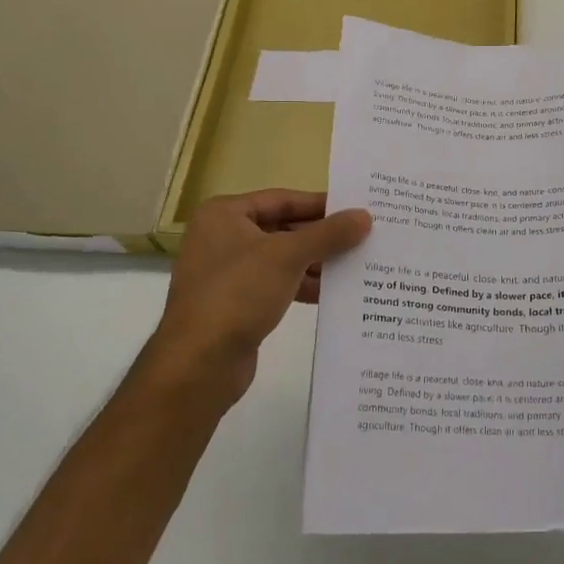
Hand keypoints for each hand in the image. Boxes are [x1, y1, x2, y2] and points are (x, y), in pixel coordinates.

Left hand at [142, 190, 370, 410]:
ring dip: (316, 263)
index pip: (282, 199)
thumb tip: (364, 216)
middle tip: (363, 238)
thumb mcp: (288, 256)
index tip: (357, 209)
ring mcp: (227, 273)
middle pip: (283, 228)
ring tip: (357, 265)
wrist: (199, 363)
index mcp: (224, 214)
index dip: (321, 204)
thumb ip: (328, 234)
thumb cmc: (238, 293)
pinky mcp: (235, 304)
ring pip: (281, 259)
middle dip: (321, 236)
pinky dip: (303, 286)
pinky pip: (276, 285)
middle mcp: (222, 238)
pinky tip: (333, 293)